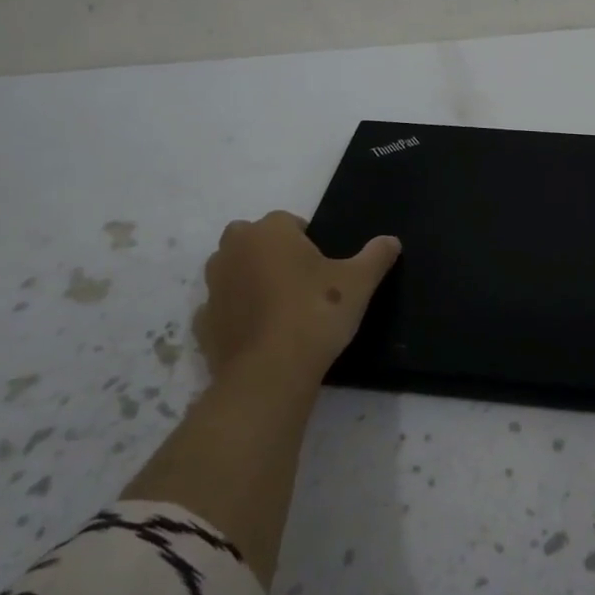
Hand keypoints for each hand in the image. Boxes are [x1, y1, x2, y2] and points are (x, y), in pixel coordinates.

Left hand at [194, 211, 399, 384]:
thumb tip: (392, 240)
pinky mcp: (202, 324)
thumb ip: (375, 256)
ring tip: (279, 307)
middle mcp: (234, 250)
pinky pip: (221, 310)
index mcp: (269, 231)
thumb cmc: (315, 313)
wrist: (271, 374)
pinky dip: (235, 316)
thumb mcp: (358, 283)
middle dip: (270, 252)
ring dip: (248, 280)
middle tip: (298, 280)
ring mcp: (214, 288)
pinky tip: (259, 334)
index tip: (322, 265)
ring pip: (231, 271)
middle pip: (252, 239)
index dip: (306, 240)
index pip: (288, 221)